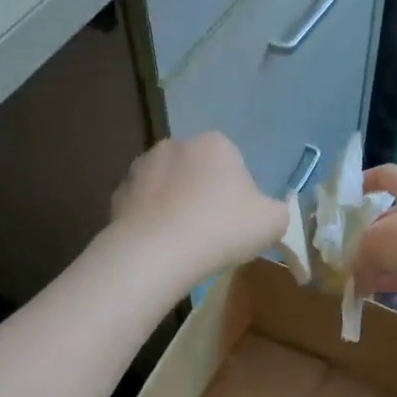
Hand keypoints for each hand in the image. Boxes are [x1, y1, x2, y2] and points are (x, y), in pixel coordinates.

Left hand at [110, 133, 289, 280]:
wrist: (158, 252)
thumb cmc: (222, 229)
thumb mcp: (273, 222)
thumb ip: (278, 210)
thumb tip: (267, 210)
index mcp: (215, 143)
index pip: (233, 163)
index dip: (238, 193)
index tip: (236, 221)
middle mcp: (175, 144)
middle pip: (197, 171)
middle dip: (203, 194)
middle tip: (211, 232)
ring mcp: (141, 167)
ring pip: (167, 186)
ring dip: (174, 204)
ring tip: (182, 241)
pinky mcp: (118, 193)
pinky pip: (142, 206)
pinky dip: (150, 220)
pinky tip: (158, 245)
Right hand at [354, 163, 396, 314]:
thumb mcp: (374, 243)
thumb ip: (359, 256)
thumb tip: (357, 275)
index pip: (387, 174)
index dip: (367, 180)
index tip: (350, 194)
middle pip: (392, 215)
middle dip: (369, 232)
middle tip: (349, 248)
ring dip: (381, 259)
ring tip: (358, 274)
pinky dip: (394, 278)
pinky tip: (376, 291)